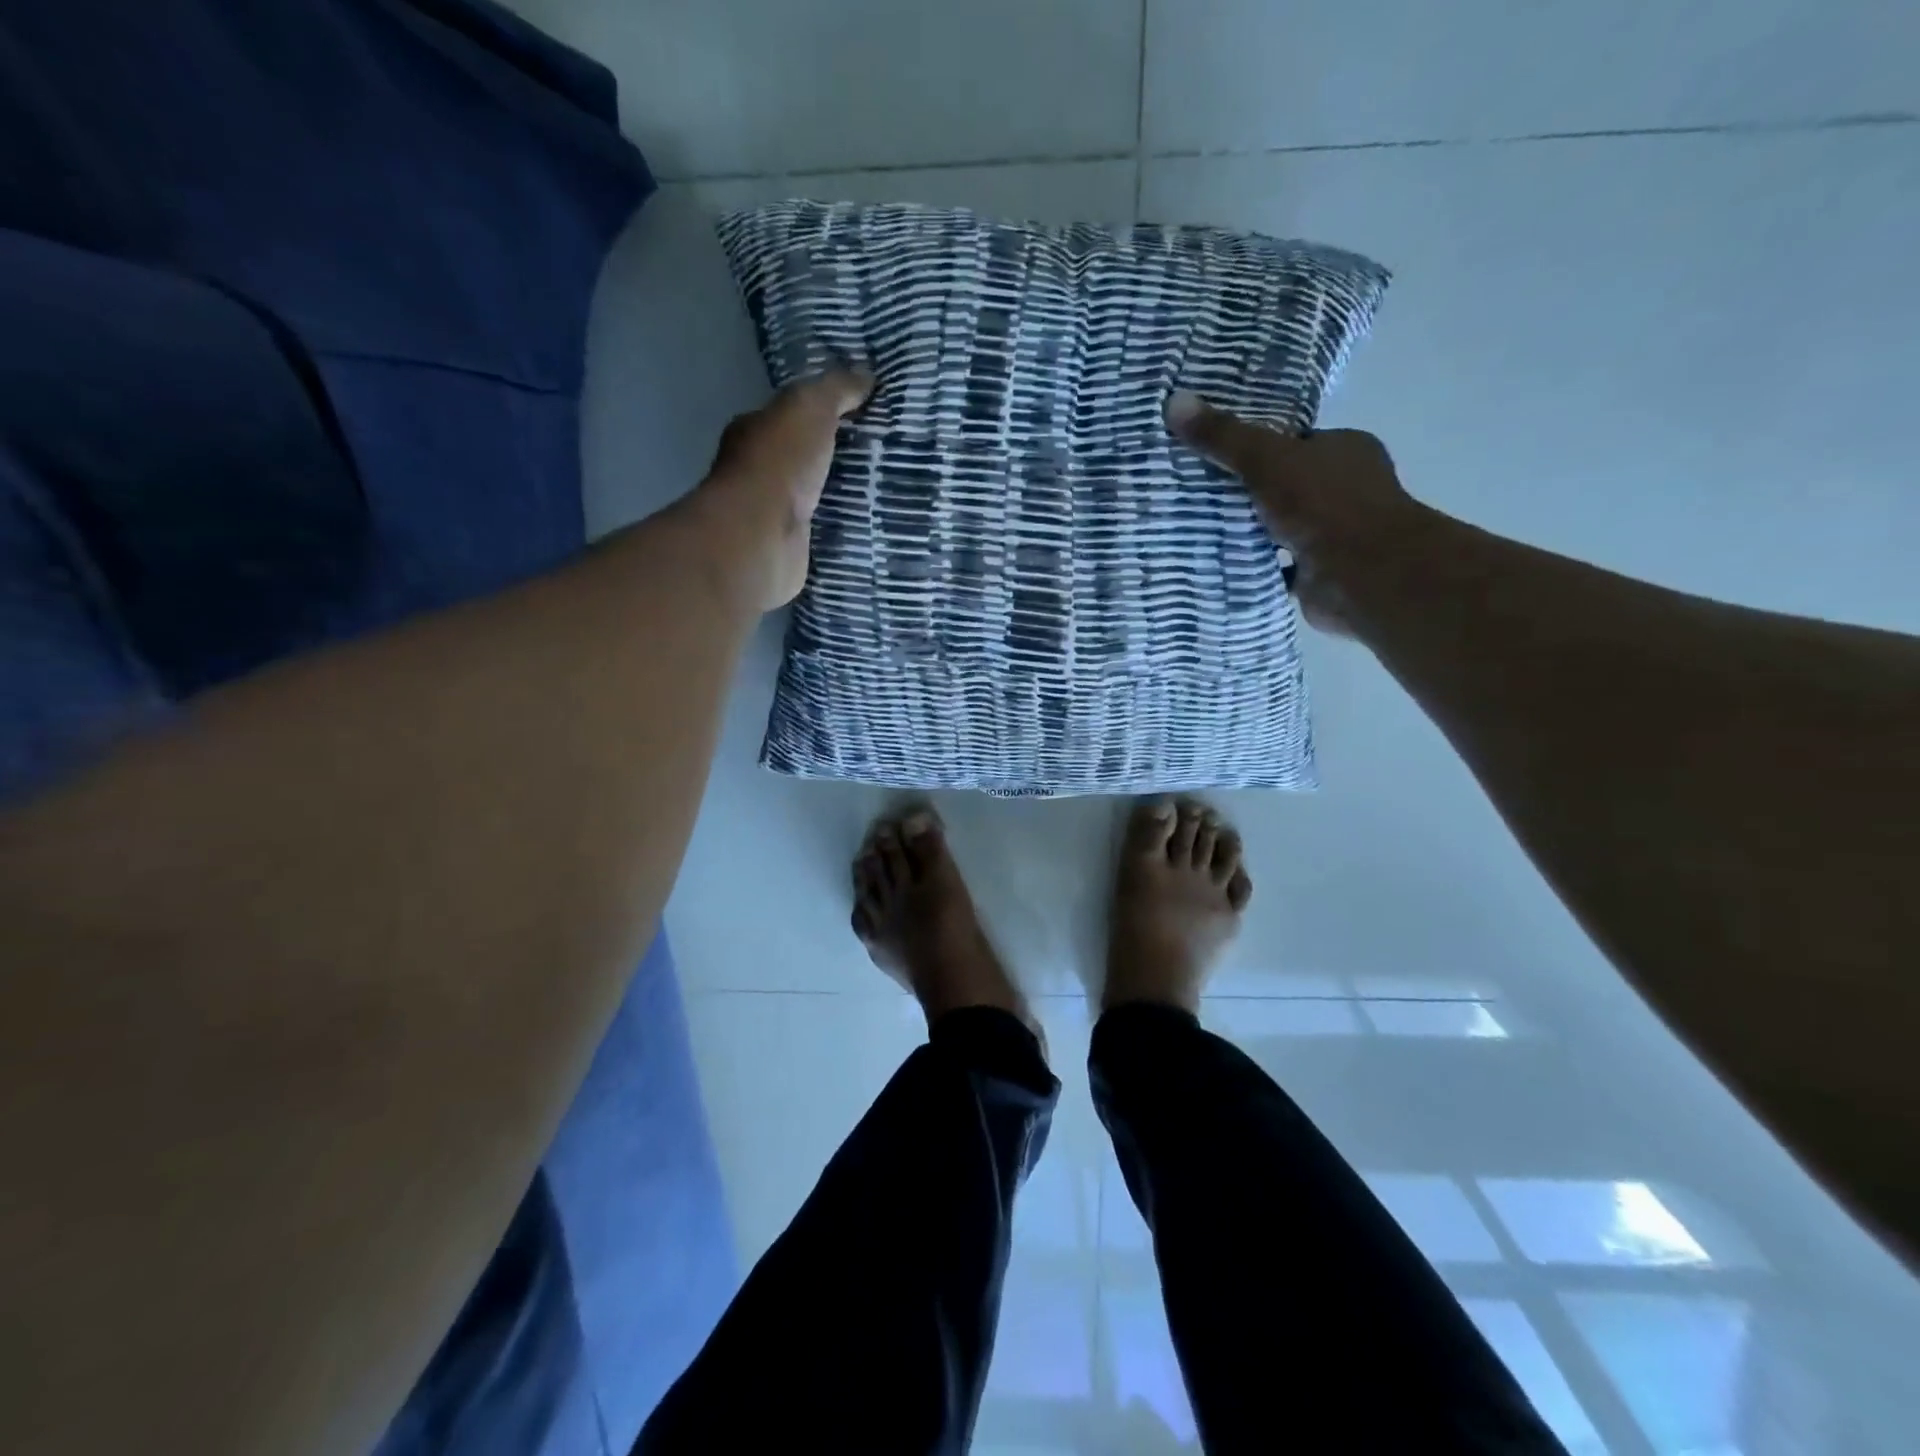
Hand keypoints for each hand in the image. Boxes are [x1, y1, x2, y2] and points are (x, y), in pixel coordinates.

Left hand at [691, 369, 873, 611]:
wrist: (762, 537)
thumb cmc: (779, 464)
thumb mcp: (810, 408)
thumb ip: (836, 389)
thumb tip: (865, 374)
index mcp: (755, 431)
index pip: (791, 416)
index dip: (824, 412)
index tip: (863, 415)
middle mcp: (759, 471)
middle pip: (805, 458)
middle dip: (836, 456)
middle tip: (883, 454)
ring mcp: (774, 513)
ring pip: (815, 497)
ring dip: (842, 494)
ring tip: (887, 489)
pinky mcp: (792, 548)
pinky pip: (824, 532)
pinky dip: (842, 527)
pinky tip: (872, 524)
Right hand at [1165, 390, 1429, 635]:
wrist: (1362, 573)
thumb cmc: (1324, 504)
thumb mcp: (1266, 459)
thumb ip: (1224, 436)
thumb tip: (1174, 402)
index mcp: (1346, 450)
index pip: (1296, 442)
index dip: (1257, 447)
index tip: (1215, 454)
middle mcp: (1347, 488)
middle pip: (1287, 484)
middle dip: (1249, 491)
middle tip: (1198, 492)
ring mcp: (1336, 533)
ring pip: (1283, 526)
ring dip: (1252, 530)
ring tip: (1200, 527)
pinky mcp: (1321, 571)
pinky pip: (1280, 563)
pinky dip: (1257, 563)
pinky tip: (1223, 562)